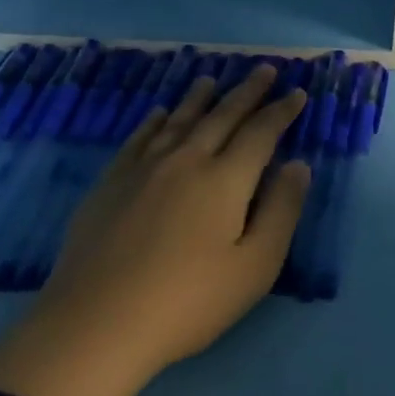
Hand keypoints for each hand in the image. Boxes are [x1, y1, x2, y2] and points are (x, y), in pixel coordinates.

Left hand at [0, 64, 309, 395]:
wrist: (95, 326)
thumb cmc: (188, 302)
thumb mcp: (255, 267)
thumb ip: (281, 210)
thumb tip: (299, 165)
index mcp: (225, 179)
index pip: (261, 132)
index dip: (281, 111)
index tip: (297, 93)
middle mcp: (186, 161)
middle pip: (222, 116)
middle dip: (247, 92)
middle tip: (265, 69)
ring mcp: (143, 170)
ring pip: (179, 120)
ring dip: (200, 97)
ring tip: (212, 79)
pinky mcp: (109, 185)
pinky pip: (139, 139)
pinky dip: (154, 121)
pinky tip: (160, 113)